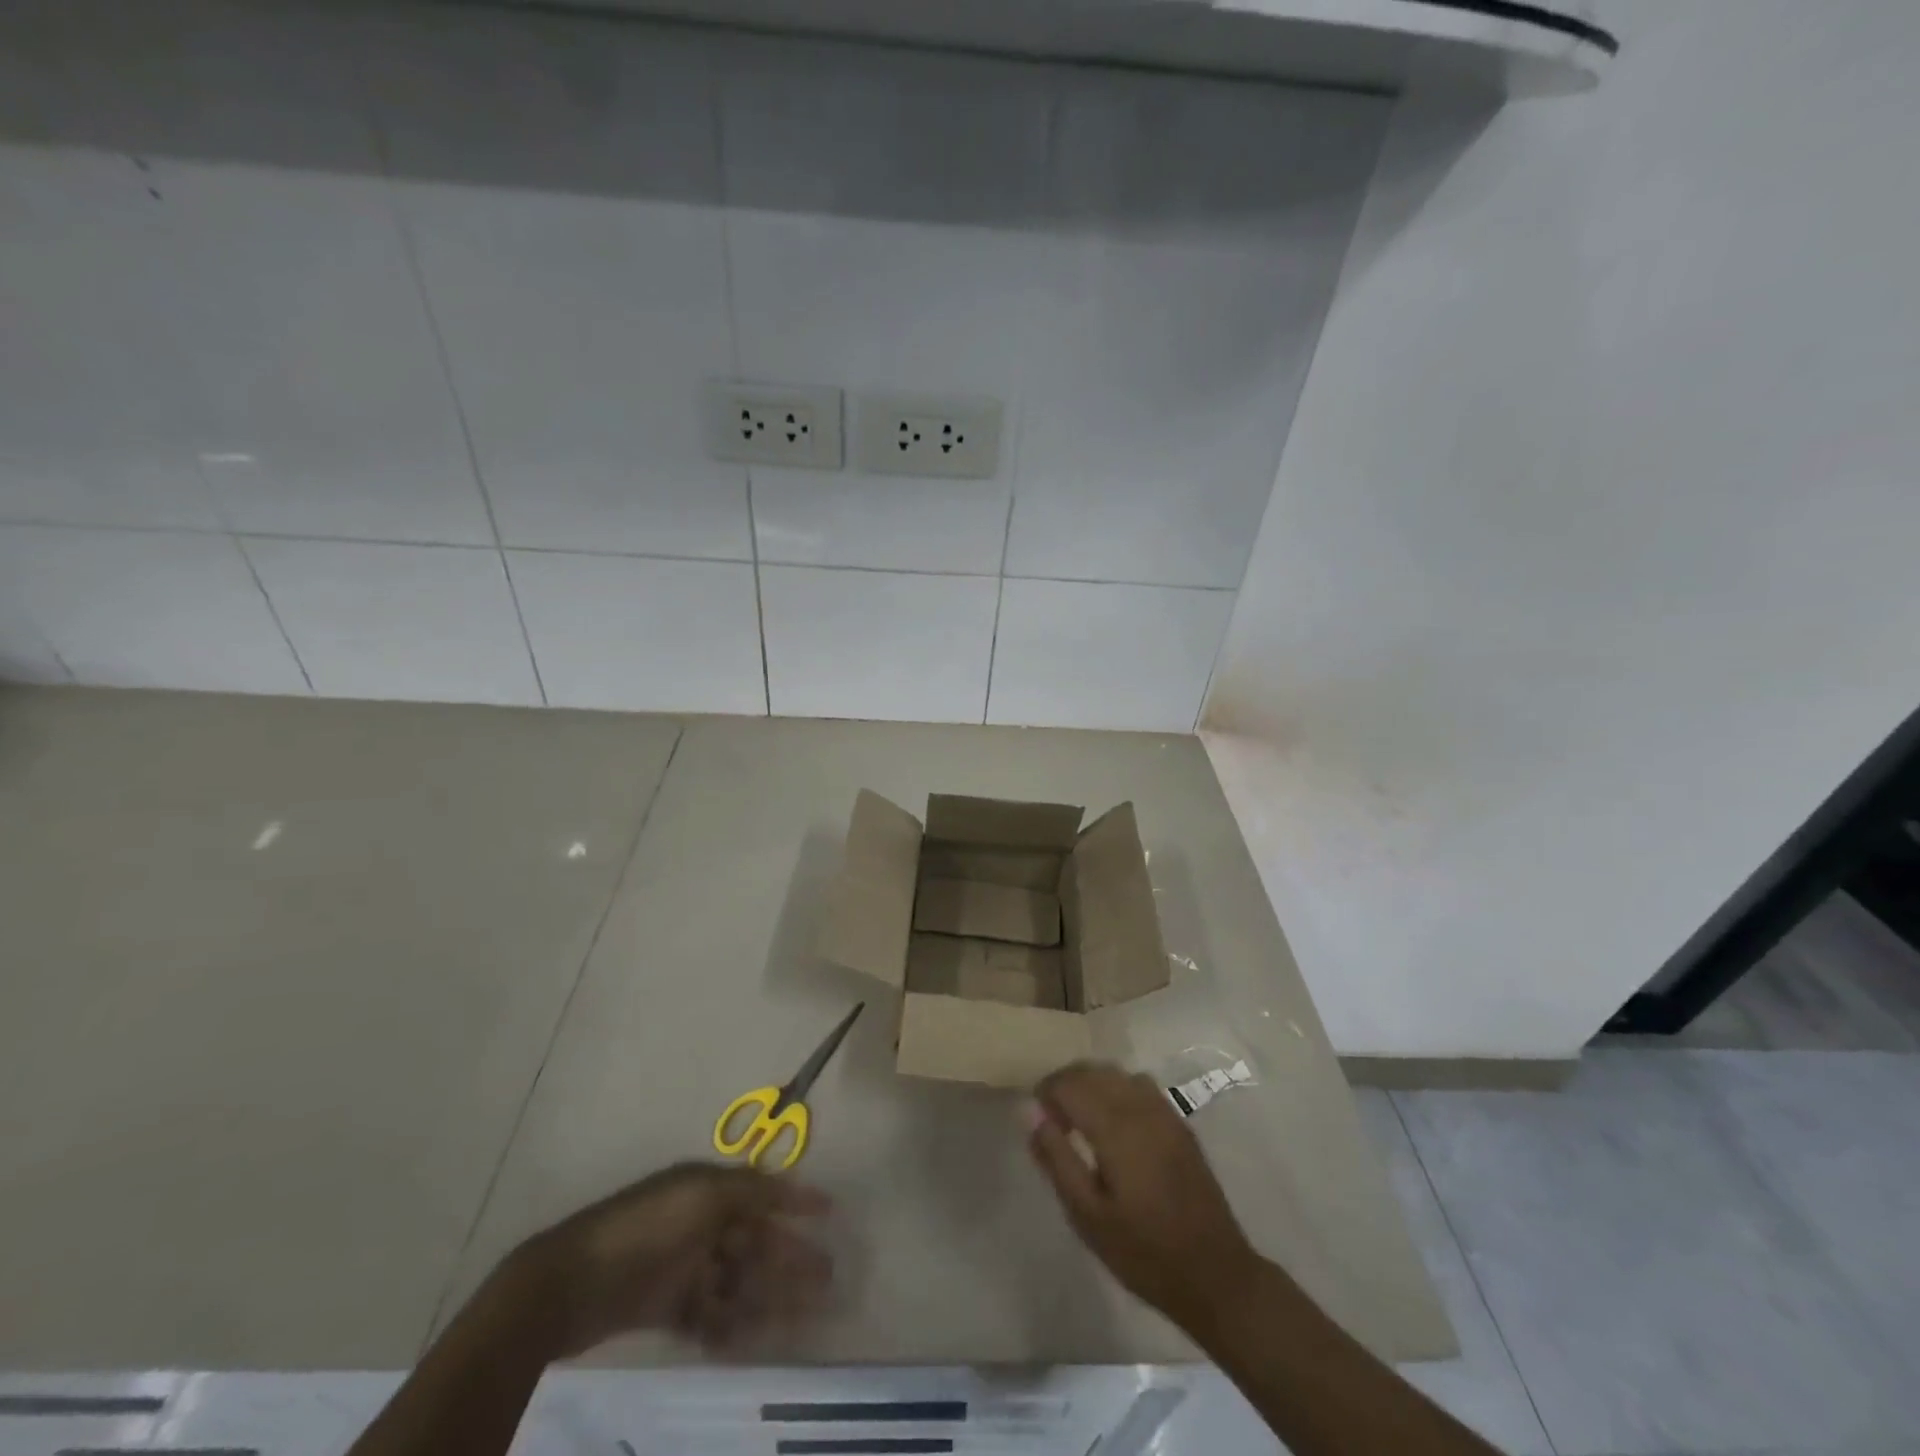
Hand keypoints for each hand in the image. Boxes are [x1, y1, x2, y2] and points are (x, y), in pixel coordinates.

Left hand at [501, 1161, 831, 1357]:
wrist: (573, 1284)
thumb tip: (792, 1184)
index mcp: (707, 1189)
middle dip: (791, 1256)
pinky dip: (730, 1326)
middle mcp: (699, 1223)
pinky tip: (751, 1340)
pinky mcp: (665, 1308)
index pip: (761, 1192)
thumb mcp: (704, 1193)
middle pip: (754, 1241)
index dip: (795, 1199)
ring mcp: (682, 1267)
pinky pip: (709, 1316)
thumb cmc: (647, 1227)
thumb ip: (751, 1189)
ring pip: (737, 1281)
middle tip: (827, 1277)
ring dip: (769, 1296)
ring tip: (802, 1316)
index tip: (830, 1211)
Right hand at [1026, 1061, 1260, 1332]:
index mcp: (1116, 1128)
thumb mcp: (1088, 1216)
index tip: (1036, 1116)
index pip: (1070, 1084)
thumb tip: (1031, 1114)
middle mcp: (1140, 1108)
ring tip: (1079, 1117)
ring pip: (1117, 1074)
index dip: (1046, 1092)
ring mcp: (1164, 1112)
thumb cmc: (1143, 1252)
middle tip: (1052, 1117)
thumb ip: (1057, 1159)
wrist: (1215, 1275)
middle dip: (1066, 1084)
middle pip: (1093, 1071)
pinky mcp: (1179, 1123)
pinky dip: (1117, 1089)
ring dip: (1092, 1083)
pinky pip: (1140, 1085)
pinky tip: (1115, 1123)